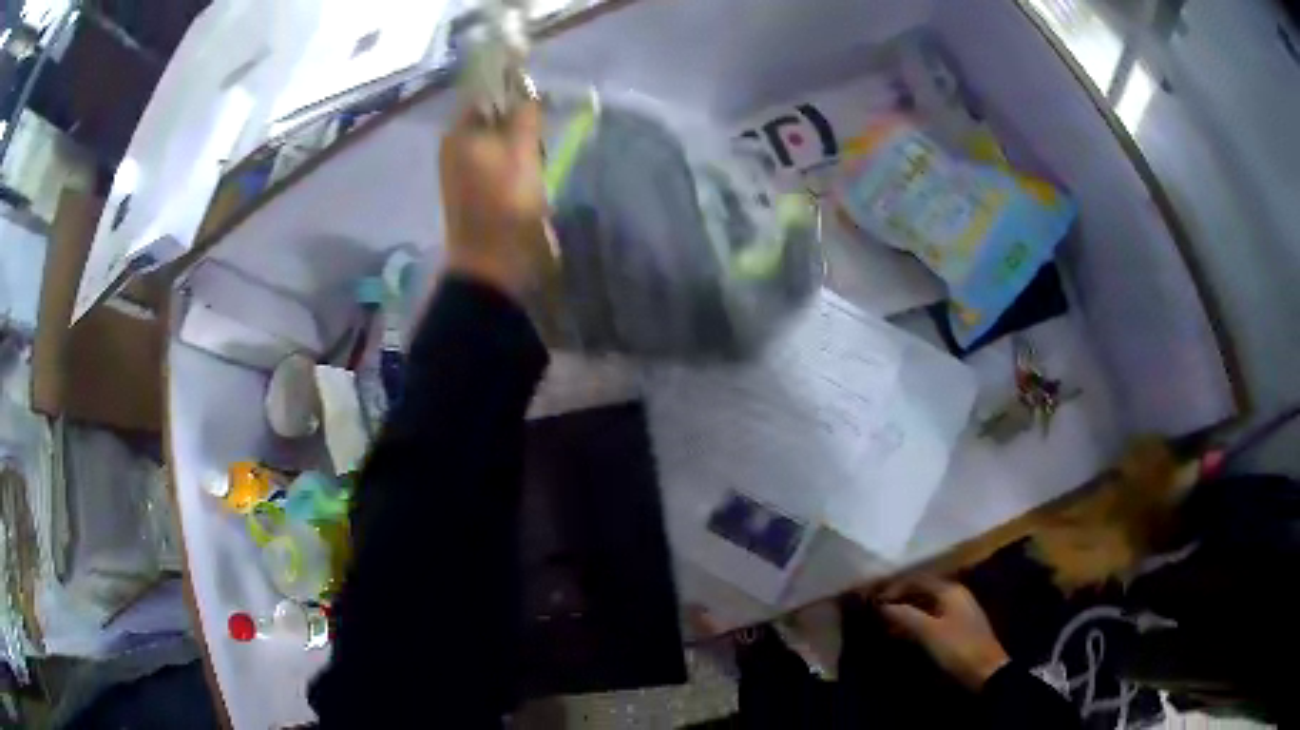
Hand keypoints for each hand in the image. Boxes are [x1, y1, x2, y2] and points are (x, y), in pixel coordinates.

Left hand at [439, 100, 546, 297]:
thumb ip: (525, 115)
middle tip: (541, 127)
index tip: (538, 88)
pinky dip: (518, 159)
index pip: (483, 93)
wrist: (494, 266)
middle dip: (519, 116)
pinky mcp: (478, 190)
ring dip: (522, 140)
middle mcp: (457, 147)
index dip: (509, 85)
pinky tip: (534, 169)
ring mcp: (465, 170)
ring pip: (499, 139)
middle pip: (493, 116)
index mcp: (458, 134)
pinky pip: (500, 161)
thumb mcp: (521, 152)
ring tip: (540, 150)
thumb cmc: (506, 204)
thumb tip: (528, 92)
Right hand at [879, 577, 1009, 690]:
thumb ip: (906, 616)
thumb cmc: (958, 647)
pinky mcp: (959, 627)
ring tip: (887, 623)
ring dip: (909, 611)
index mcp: (951, 591)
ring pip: (928, 605)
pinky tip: (906, 634)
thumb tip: (883, 605)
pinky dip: (918, 622)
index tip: (876, 600)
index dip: (897, 587)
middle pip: (925, 590)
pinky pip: (933, 617)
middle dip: (902, 598)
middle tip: (879, 611)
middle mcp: (956, 595)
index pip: (919, 579)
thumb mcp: (929, 632)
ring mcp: (960, 611)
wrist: (986, 670)